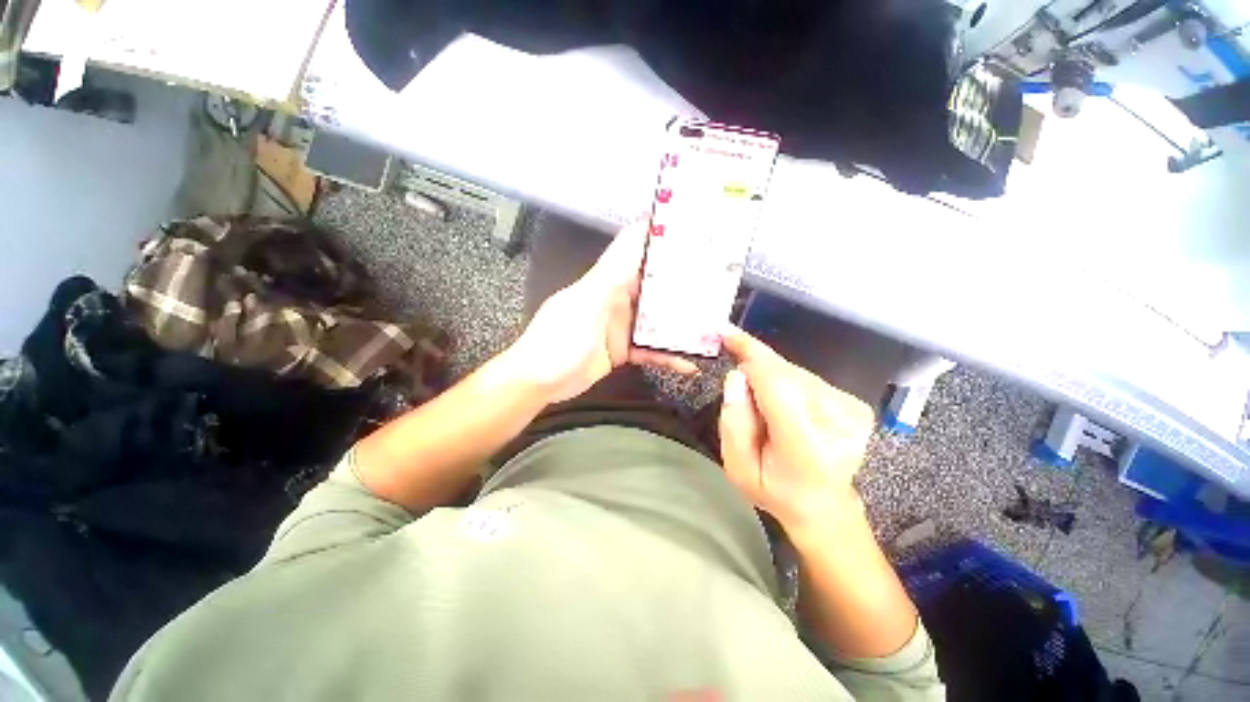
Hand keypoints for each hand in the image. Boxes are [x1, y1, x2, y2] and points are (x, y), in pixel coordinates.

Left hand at [507, 222, 696, 403]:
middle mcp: (618, 299)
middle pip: (655, 285)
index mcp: (608, 281)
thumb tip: (635, 239)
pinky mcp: (624, 350)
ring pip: (658, 320)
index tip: (692, 230)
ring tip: (710, 327)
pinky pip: (651, 351)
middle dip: (683, 283)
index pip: (636, 249)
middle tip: (716, 283)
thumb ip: (613, 275)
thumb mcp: (587, 304)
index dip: (660, 237)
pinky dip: (669, 356)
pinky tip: (688, 363)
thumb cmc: (557, 340)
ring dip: (681, 324)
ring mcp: (622, 326)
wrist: (539, 381)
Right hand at [718, 326, 874, 534]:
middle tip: (737, 378)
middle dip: (755, 369)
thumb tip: (737, 376)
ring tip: (763, 407)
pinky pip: (806, 378)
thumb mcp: (737, 468)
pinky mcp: (856, 403)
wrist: (824, 505)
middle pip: (785, 373)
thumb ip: (733, 422)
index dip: (751, 353)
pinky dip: (786, 382)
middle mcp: (838, 423)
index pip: (778, 385)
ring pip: (795, 372)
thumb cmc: (775, 490)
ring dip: (770, 378)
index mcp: (806, 447)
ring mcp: (852, 411)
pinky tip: (781, 405)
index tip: (725, 332)